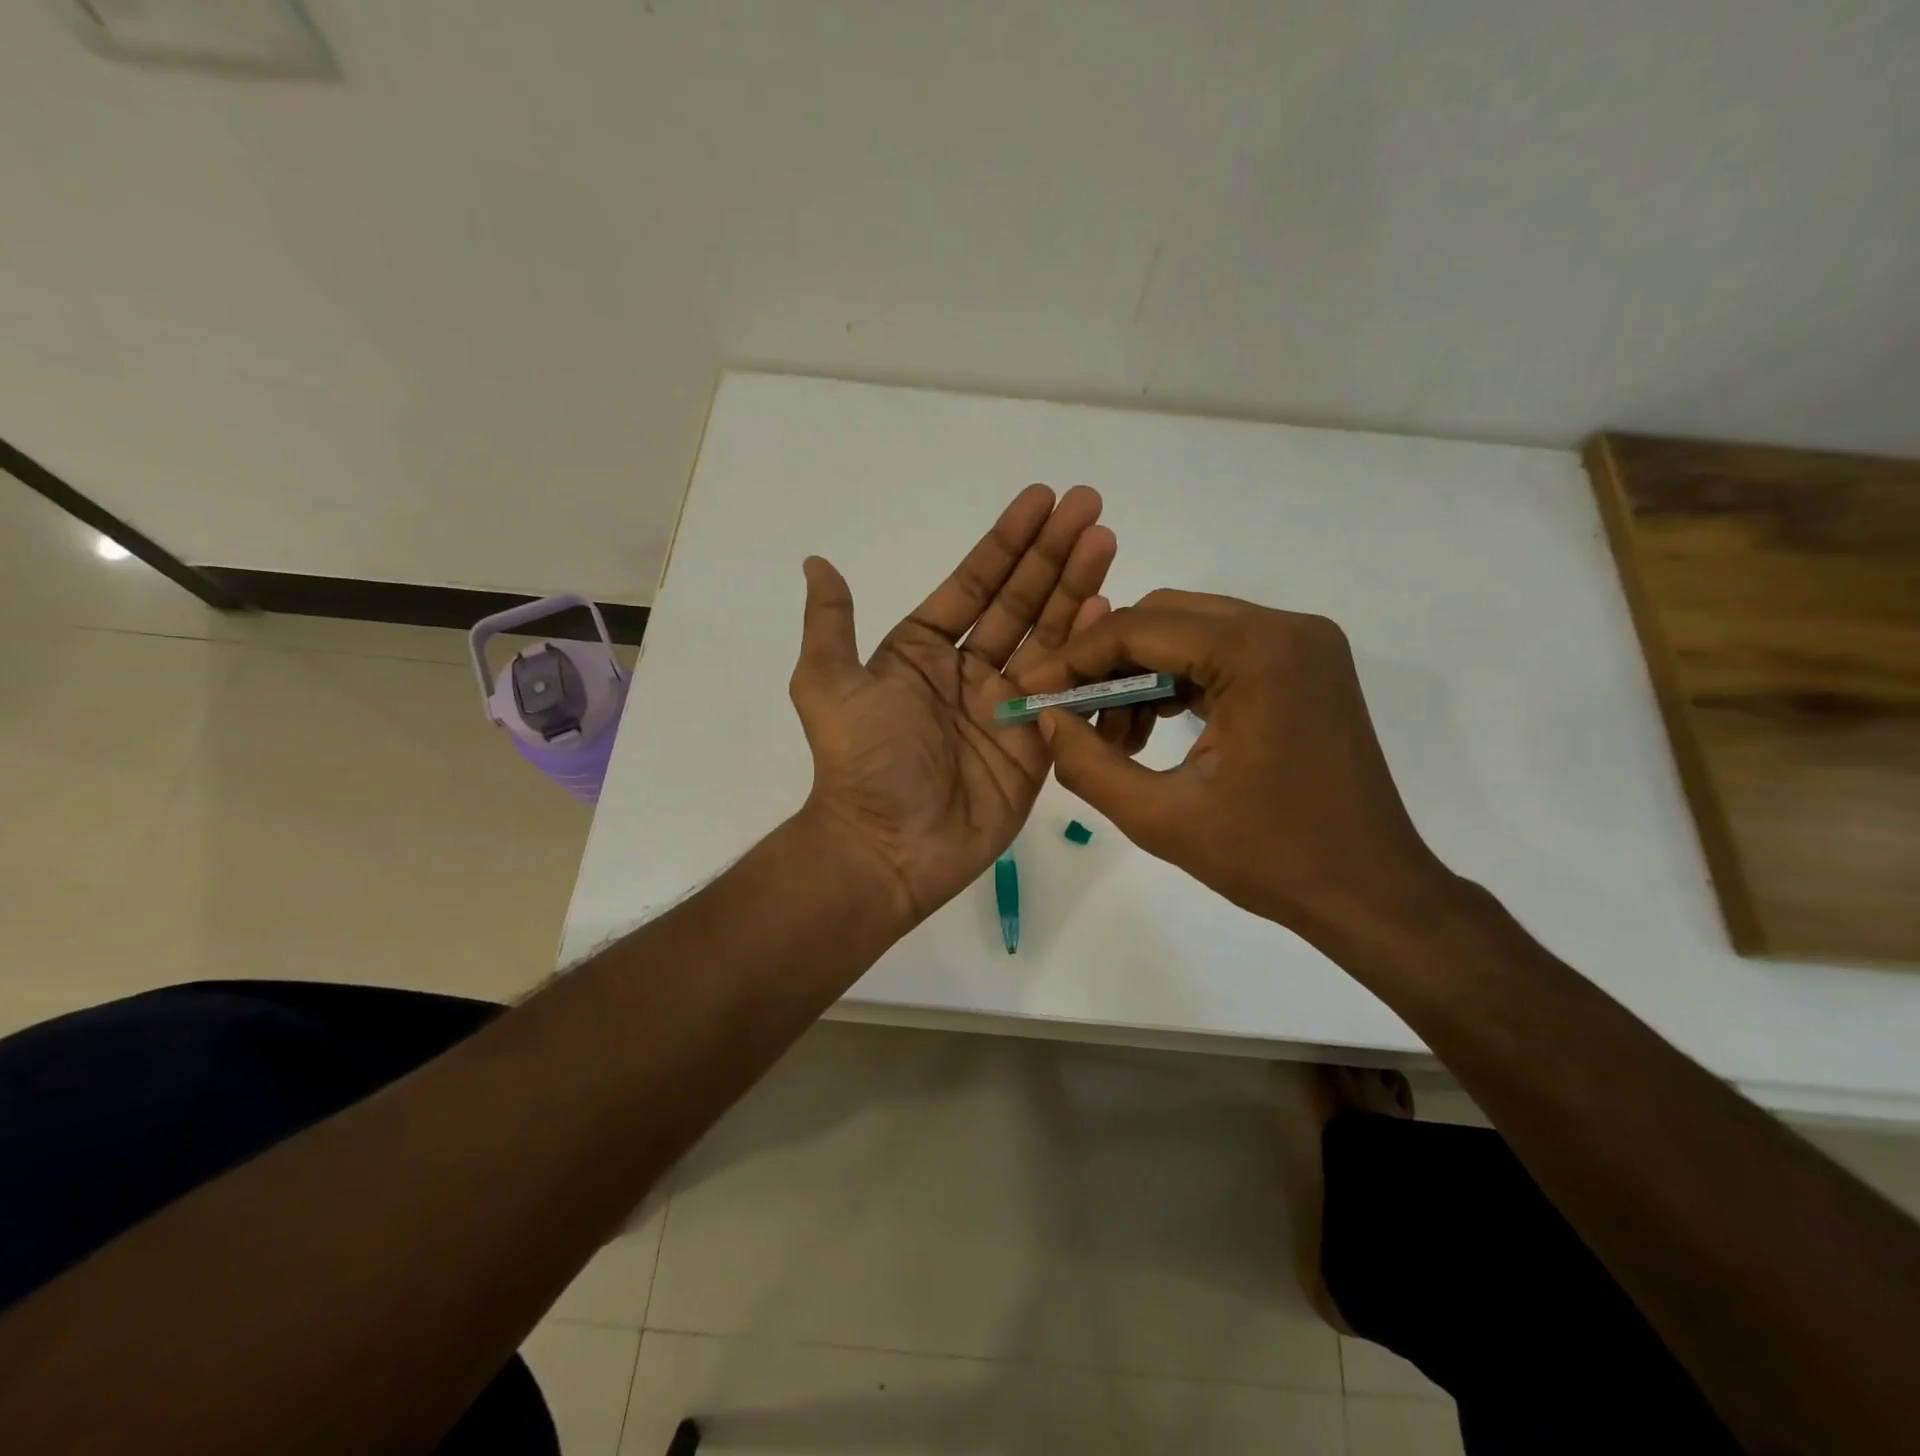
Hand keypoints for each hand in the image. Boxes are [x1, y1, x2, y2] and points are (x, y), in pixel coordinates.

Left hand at [789, 485, 1115, 925]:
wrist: (888, 847)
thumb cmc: (861, 762)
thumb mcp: (828, 685)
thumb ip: (830, 624)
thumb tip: (816, 561)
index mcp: (924, 652)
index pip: (974, 585)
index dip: (1007, 542)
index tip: (1041, 499)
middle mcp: (969, 672)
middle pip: (1020, 602)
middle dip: (1053, 553)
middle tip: (1090, 505)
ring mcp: (1007, 706)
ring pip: (1049, 637)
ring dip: (1077, 588)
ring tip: (1106, 541)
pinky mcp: (1036, 744)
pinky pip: (1066, 691)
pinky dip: (1085, 652)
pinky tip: (1107, 610)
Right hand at [1015, 590, 1454, 946]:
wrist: (1370, 892)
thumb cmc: (1270, 859)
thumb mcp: (1160, 818)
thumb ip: (1088, 764)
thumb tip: (1044, 720)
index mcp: (1256, 653)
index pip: (1139, 628)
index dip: (1074, 659)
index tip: (1030, 691)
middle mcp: (1285, 627)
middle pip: (1164, 616)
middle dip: (1106, 663)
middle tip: (1070, 716)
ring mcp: (1303, 643)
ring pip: (1190, 631)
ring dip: (1140, 673)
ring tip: (1114, 738)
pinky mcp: (1306, 665)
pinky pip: (1221, 652)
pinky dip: (1178, 681)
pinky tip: (1153, 730)